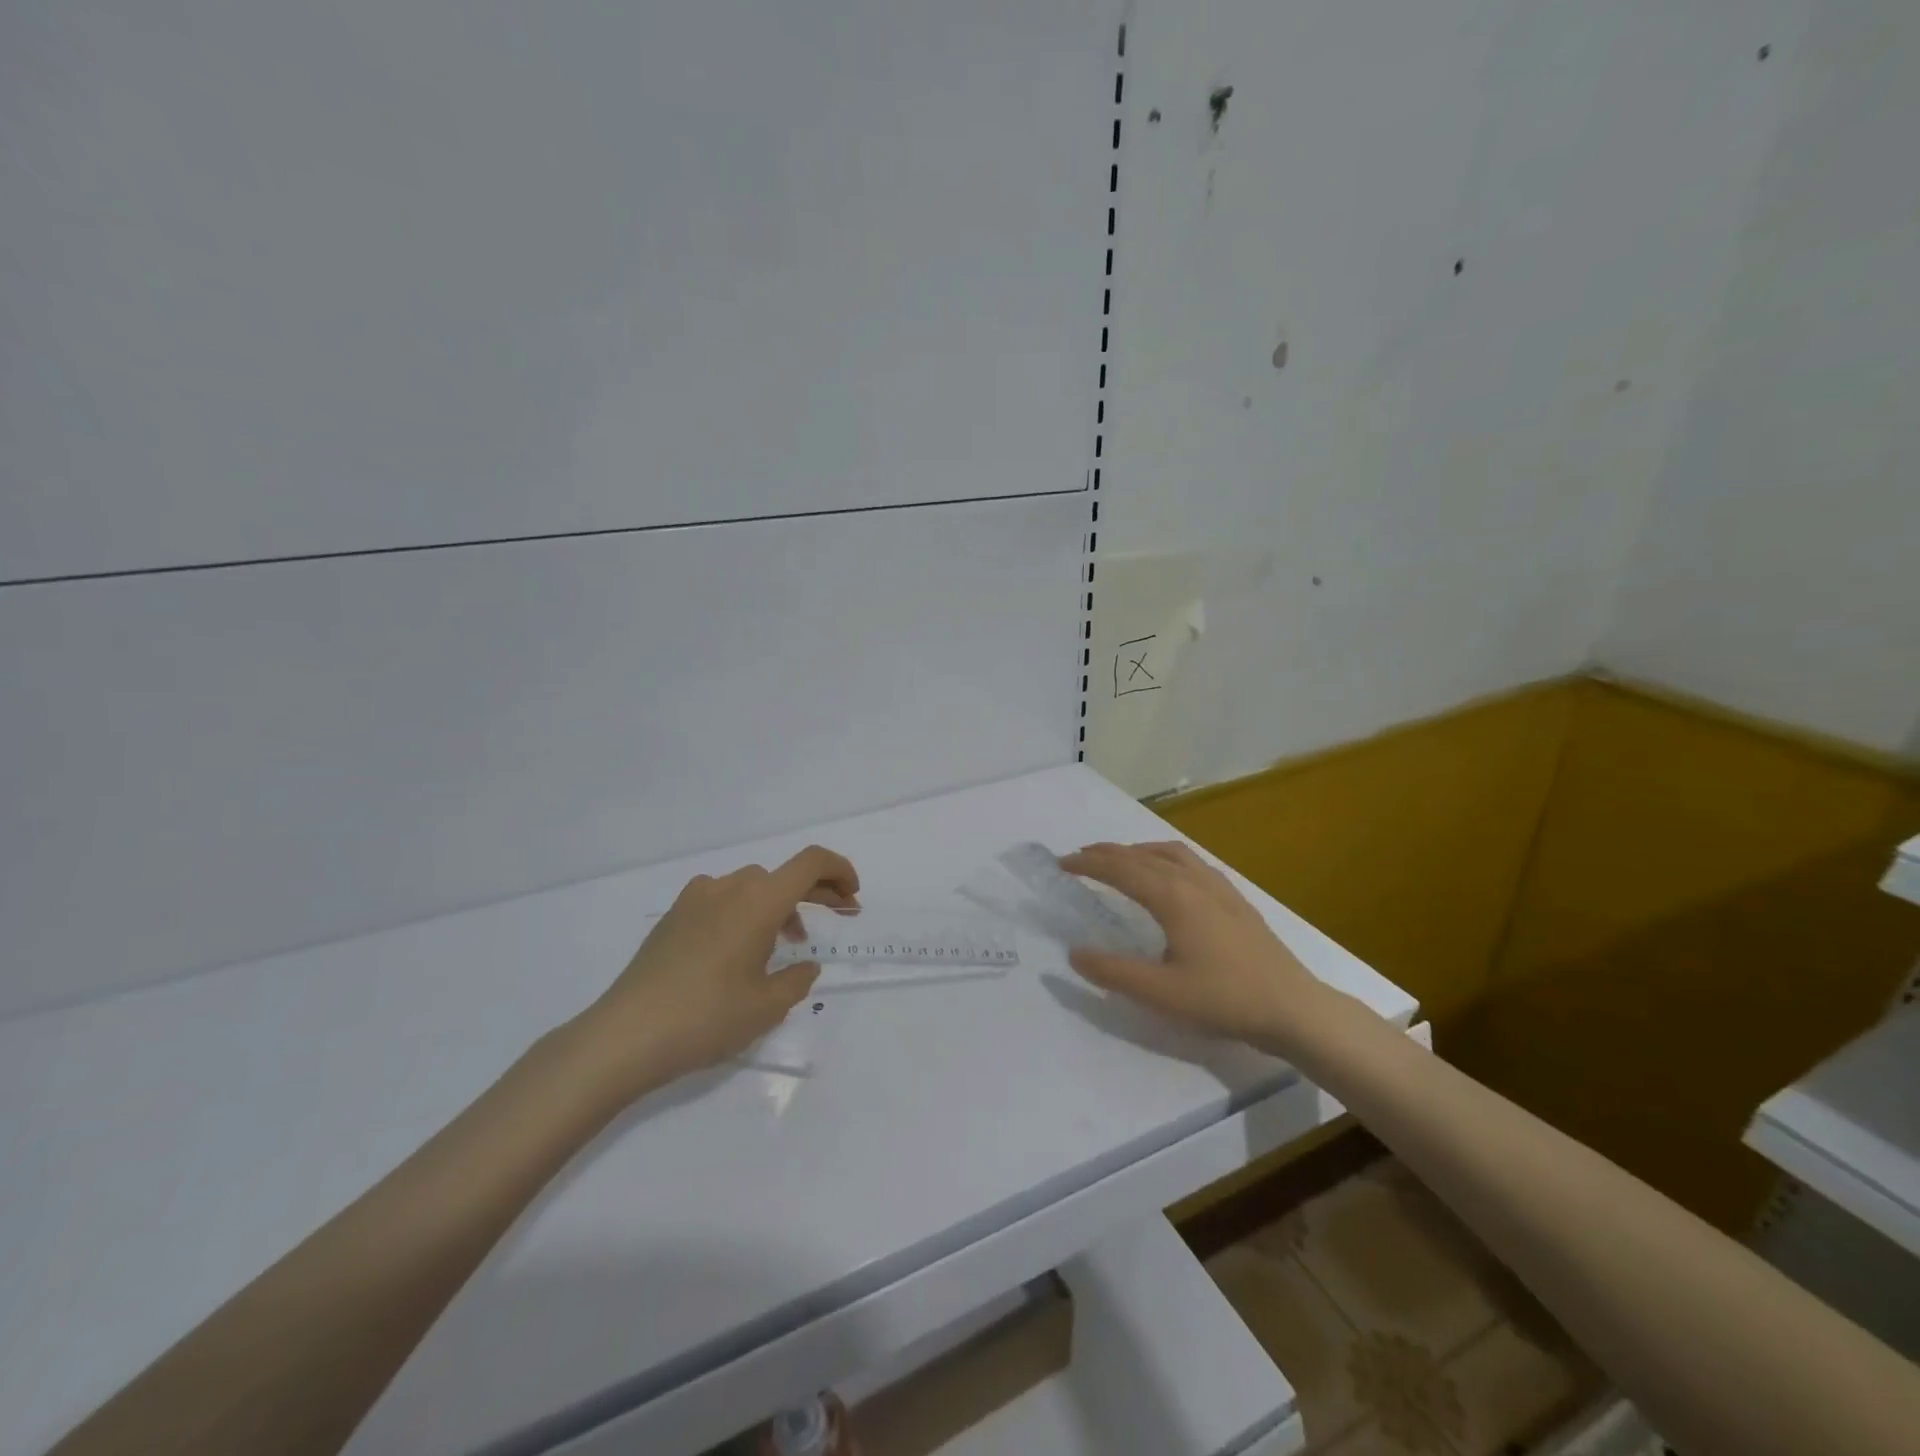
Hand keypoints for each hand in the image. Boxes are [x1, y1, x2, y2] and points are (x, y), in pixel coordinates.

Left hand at [570, 846, 859, 1101]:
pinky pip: (723, 900)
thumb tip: (803, 966)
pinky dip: (746, 912)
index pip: (811, 862)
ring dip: (779, 905)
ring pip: (752, 887)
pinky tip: (740, 951)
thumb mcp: (766, 1006)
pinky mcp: (673, 916)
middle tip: (839, 915)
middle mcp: (729, 887)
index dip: (840, 871)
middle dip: (817, 891)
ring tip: (786, 945)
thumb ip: (796, 979)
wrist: (624, 1036)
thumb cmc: (707, 1017)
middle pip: (783, 875)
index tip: (852, 897)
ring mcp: (696, 898)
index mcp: (759, 900)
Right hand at [1059, 841, 1328, 1044]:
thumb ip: (1113, 972)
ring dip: (1137, 850)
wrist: (1293, 1007)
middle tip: (1079, 857)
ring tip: (1119, 858)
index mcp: (1172, 898)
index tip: (1061, 863)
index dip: (1088, 864)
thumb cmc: (1224, 999)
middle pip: (1141, 855)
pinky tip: (1170, 874)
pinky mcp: (1235, 899)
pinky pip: (1191, 862)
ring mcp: (1218, 887)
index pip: (1120, 870)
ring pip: (1169, 853)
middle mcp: (1192, 882)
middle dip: (1107, 853)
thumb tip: (1074, 953)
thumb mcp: (1161, 993)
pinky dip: (1165, 857)